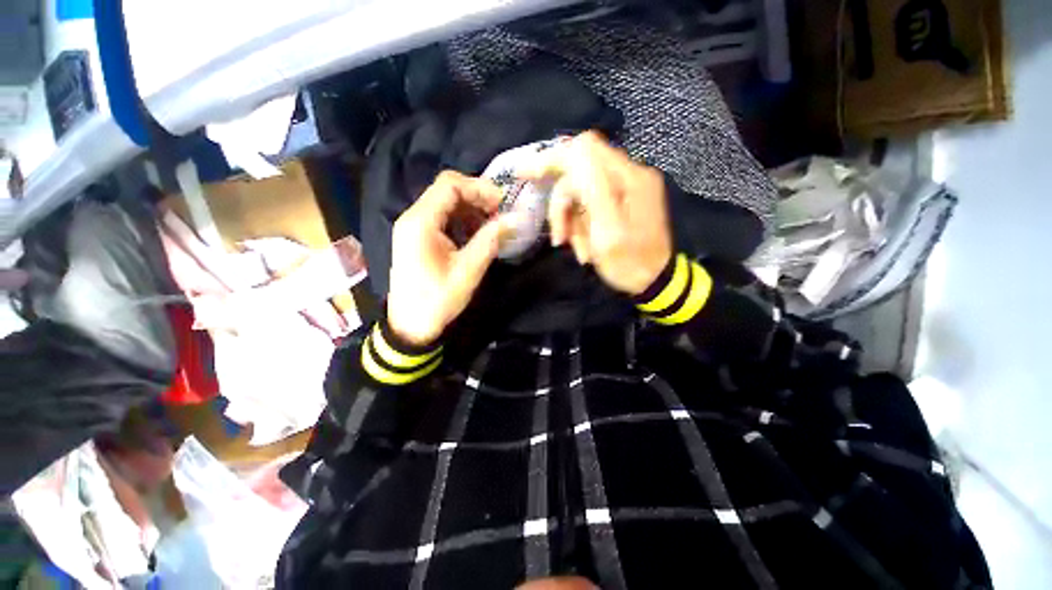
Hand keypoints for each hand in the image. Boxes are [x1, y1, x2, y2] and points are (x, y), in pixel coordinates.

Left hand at [387, 171, 509, 345]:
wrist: (410, 325)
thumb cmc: (437, 300)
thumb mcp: (468, 271)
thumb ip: (490, 240)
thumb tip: (515, 219)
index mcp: (421, 222)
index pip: (450, 185)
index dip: (479, 187)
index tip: (502, 202)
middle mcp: (413, 217)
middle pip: (447, 191)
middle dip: (477, 197)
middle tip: (501, 212)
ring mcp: (414, 227)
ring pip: (445, 203)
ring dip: (472, 209)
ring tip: (493, 224)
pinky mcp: (418, 237)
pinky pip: (442, 218)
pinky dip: (463, 220)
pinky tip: (478, 233)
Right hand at [521, 132, 672, 295]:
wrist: (654, 282)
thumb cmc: (629, 262)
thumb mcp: (607, 230)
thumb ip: (591, 187)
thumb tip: (572, 150)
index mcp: (628, 178)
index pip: (583, 149)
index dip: (552, 158)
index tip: (525, 174)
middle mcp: (630, 175)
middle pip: (579, 174)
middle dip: (562, 206)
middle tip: (559, 237)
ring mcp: (628, 187)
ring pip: (581, 192)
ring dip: (571, 220)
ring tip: (575, 247)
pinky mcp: (623, 200)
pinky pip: (589, 204)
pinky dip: (581, 224)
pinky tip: (584, 244)